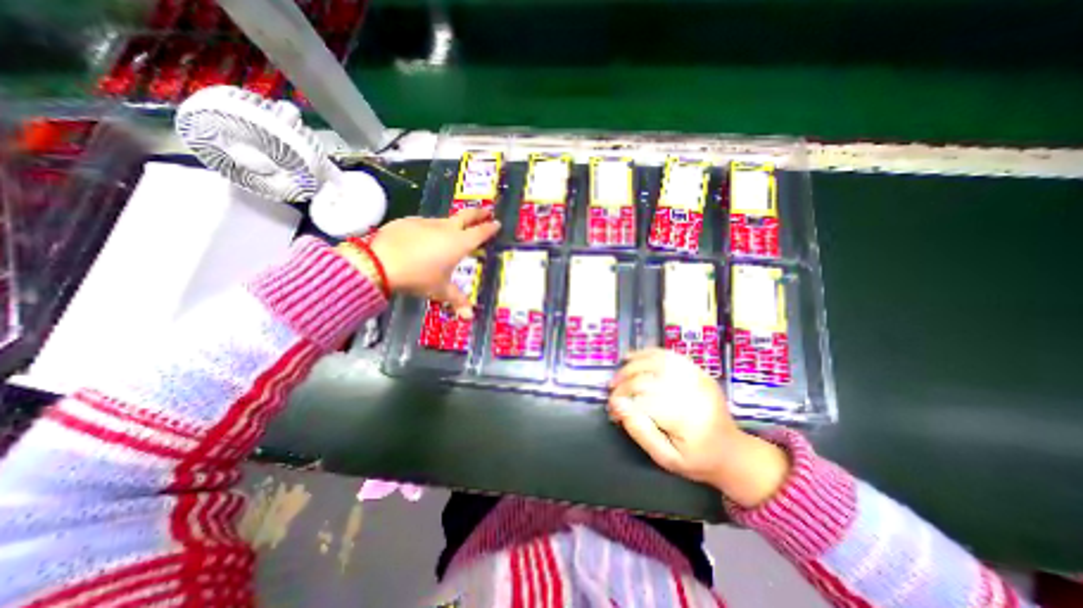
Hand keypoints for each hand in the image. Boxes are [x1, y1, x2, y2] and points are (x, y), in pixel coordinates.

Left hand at [366, 206, 496, 316]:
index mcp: (460, 243)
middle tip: (487, 211)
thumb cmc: (419, 277)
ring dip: (452, 224)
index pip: (481, 232)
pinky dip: (430, 230)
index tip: (497, 223)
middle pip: (467, 216)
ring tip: (452, 233)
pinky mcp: (408, 221)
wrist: (381, 262)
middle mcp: (446, 229)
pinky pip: (425, 224)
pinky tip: (423, 240)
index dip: (490, 228)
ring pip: (445, 221)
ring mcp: (426, 222)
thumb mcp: (440, 290)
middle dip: (479, 213)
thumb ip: (457, 300)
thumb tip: (469, 317)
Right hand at [608, 350, 788, 505]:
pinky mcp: (697, 370)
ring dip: (631, 366)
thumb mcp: (666, 458)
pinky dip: (646, 354)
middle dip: (623, 385)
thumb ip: (640, 431)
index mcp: (687, 418)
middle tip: (612, 394)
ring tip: (618, 377)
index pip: (644, 401)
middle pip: (648, 379)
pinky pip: (668, 355)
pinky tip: (632, 358)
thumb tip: (618, 405)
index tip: (611, 411)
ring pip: (655, 362)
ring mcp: (698, 377)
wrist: (732, 451)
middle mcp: (693, 392)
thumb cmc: (697, 460)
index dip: (622, 402)